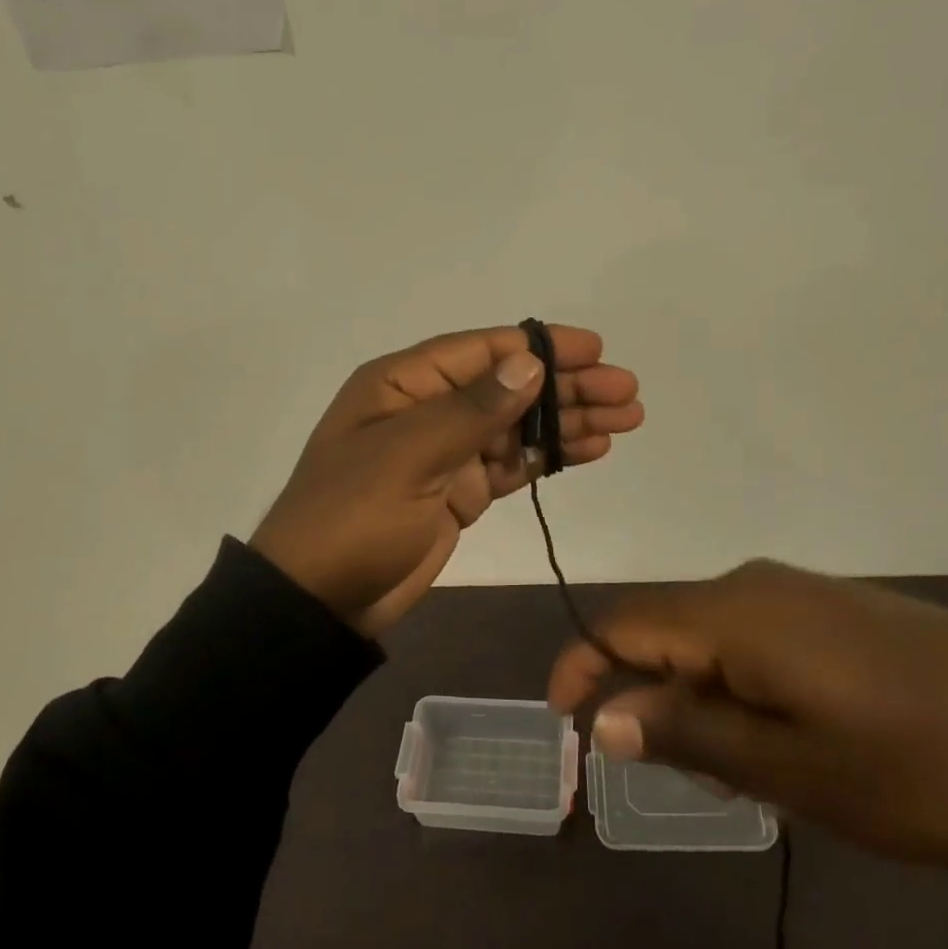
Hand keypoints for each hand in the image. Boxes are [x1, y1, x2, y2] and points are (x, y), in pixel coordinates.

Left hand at [251, 325, 643, 638]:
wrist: (320, 601)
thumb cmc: (353, 516)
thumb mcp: (408, 455)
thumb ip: (472, 410)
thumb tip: (529, 363)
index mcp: (404, 384)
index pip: (483, 351)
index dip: (540, 347)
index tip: (594, 349)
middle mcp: (428, 408)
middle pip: (509, 387)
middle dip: (568, 386)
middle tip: (627, 391)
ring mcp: (447, 452)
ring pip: (519, 426)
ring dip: (569, 421)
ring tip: (627, 419)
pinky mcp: (461, 491)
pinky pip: (513, 464)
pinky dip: (550, 457)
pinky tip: (590, 450)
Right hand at [548, 560, 947, 863]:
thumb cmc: (914, 762)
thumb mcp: (791, 767)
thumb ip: (689, 732)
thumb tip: (607, 714)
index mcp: (734, 614)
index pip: (624, 622)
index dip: (584, 665)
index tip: (564, 718)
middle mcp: (755, 587)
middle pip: (665, 629)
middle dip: (653, 695)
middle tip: (684, 771)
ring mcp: (799, 595)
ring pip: (711, 639)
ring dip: (701, 698)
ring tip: (746, 770)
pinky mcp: (834, 612)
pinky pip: (755, 639)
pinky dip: (741, 687)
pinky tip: (786, 739)